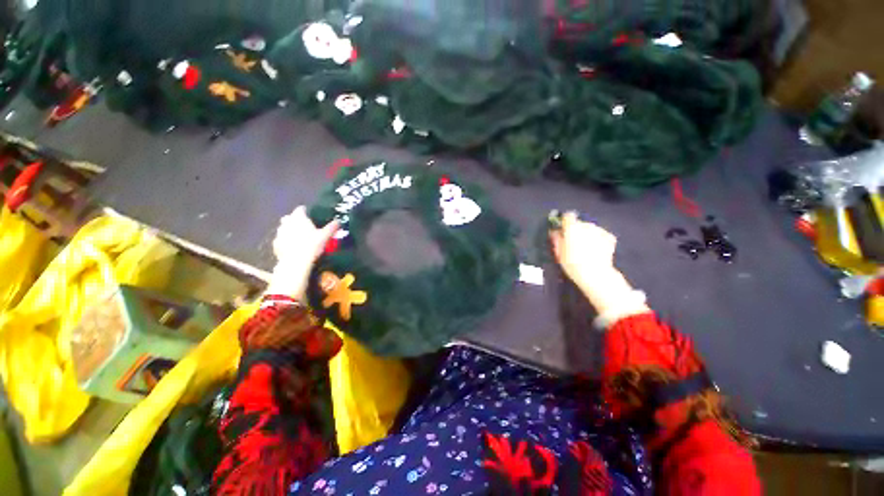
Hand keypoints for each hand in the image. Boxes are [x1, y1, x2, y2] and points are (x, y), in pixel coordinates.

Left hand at [266, 206, 338, 297]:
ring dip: (289, 230)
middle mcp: (287, 223)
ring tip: (298, 237)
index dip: (306, 211)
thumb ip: (331, 227)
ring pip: (283, 228)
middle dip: (295, 220)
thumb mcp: (325, 236)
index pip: (300, 209)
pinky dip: (285, 241)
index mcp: (299, 218)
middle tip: (304, 226)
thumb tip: (338, 221)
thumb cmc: (312, 245)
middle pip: (289, 217)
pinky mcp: (275, 244)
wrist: (296, 262)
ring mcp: (279, 233)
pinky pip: (280, 239)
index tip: (311, 215)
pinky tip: (292, 247)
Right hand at [549, 211, 616, 287]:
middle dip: (576, 230)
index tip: (563, 228)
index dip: (565, 221)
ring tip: (586, 247)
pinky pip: (600, 234)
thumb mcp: (559, 252)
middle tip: (574, 242)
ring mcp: (599, 230)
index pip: (567, 216)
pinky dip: (598, 239)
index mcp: (572, 227)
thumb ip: (556, 239)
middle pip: (579, 223)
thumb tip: (555, 231)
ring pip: (590, 228)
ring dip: (587, 234)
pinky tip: (596, 250)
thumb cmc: (572, 263)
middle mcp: (586, 225)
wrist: (595, 274)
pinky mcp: (610, 237)